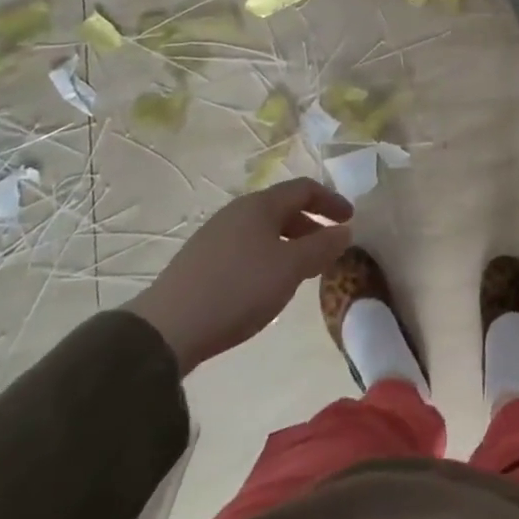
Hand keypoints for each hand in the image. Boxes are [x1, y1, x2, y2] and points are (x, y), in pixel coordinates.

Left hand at [128, 178, 352, 375]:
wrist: (167, 329)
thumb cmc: (239, 288)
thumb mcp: (291, 268)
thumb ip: (322, 246)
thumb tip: (344, 231)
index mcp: (260, 205)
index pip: (304, 189)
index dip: (332, 201)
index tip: (350, 220)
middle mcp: (237, 211)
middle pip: (283, 208)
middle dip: (311, 224)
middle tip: (329, 249)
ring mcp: (215, 235)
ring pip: (264, 229)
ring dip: (290, 243)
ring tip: (302, 271)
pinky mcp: (201, 261)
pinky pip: (246, 247)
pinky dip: (268, 256)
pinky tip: (267, 285)